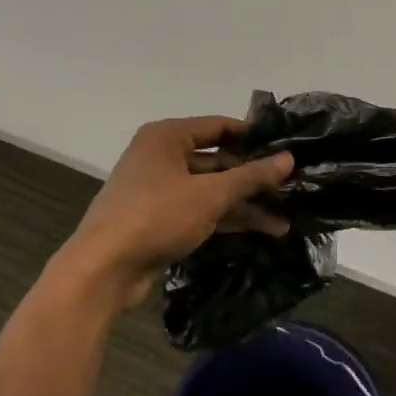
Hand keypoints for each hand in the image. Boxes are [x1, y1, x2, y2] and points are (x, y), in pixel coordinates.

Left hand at [58, 117, 294, 307]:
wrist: (104, 269)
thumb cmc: (156, 216)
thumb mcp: (209, 195)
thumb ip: (250, 176)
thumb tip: (288, 159)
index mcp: (167, 136)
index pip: (219, 126)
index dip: (253, 136)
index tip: (287, 147)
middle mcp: (161, 156)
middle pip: (217, 160)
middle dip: (253, 177)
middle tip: (291, 187)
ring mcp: (159, 189)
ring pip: (211, 189)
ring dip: (245, 203)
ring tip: (284, 219)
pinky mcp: (160, 219)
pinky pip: (201, 210)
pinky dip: (227, 218)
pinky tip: (261, 231)